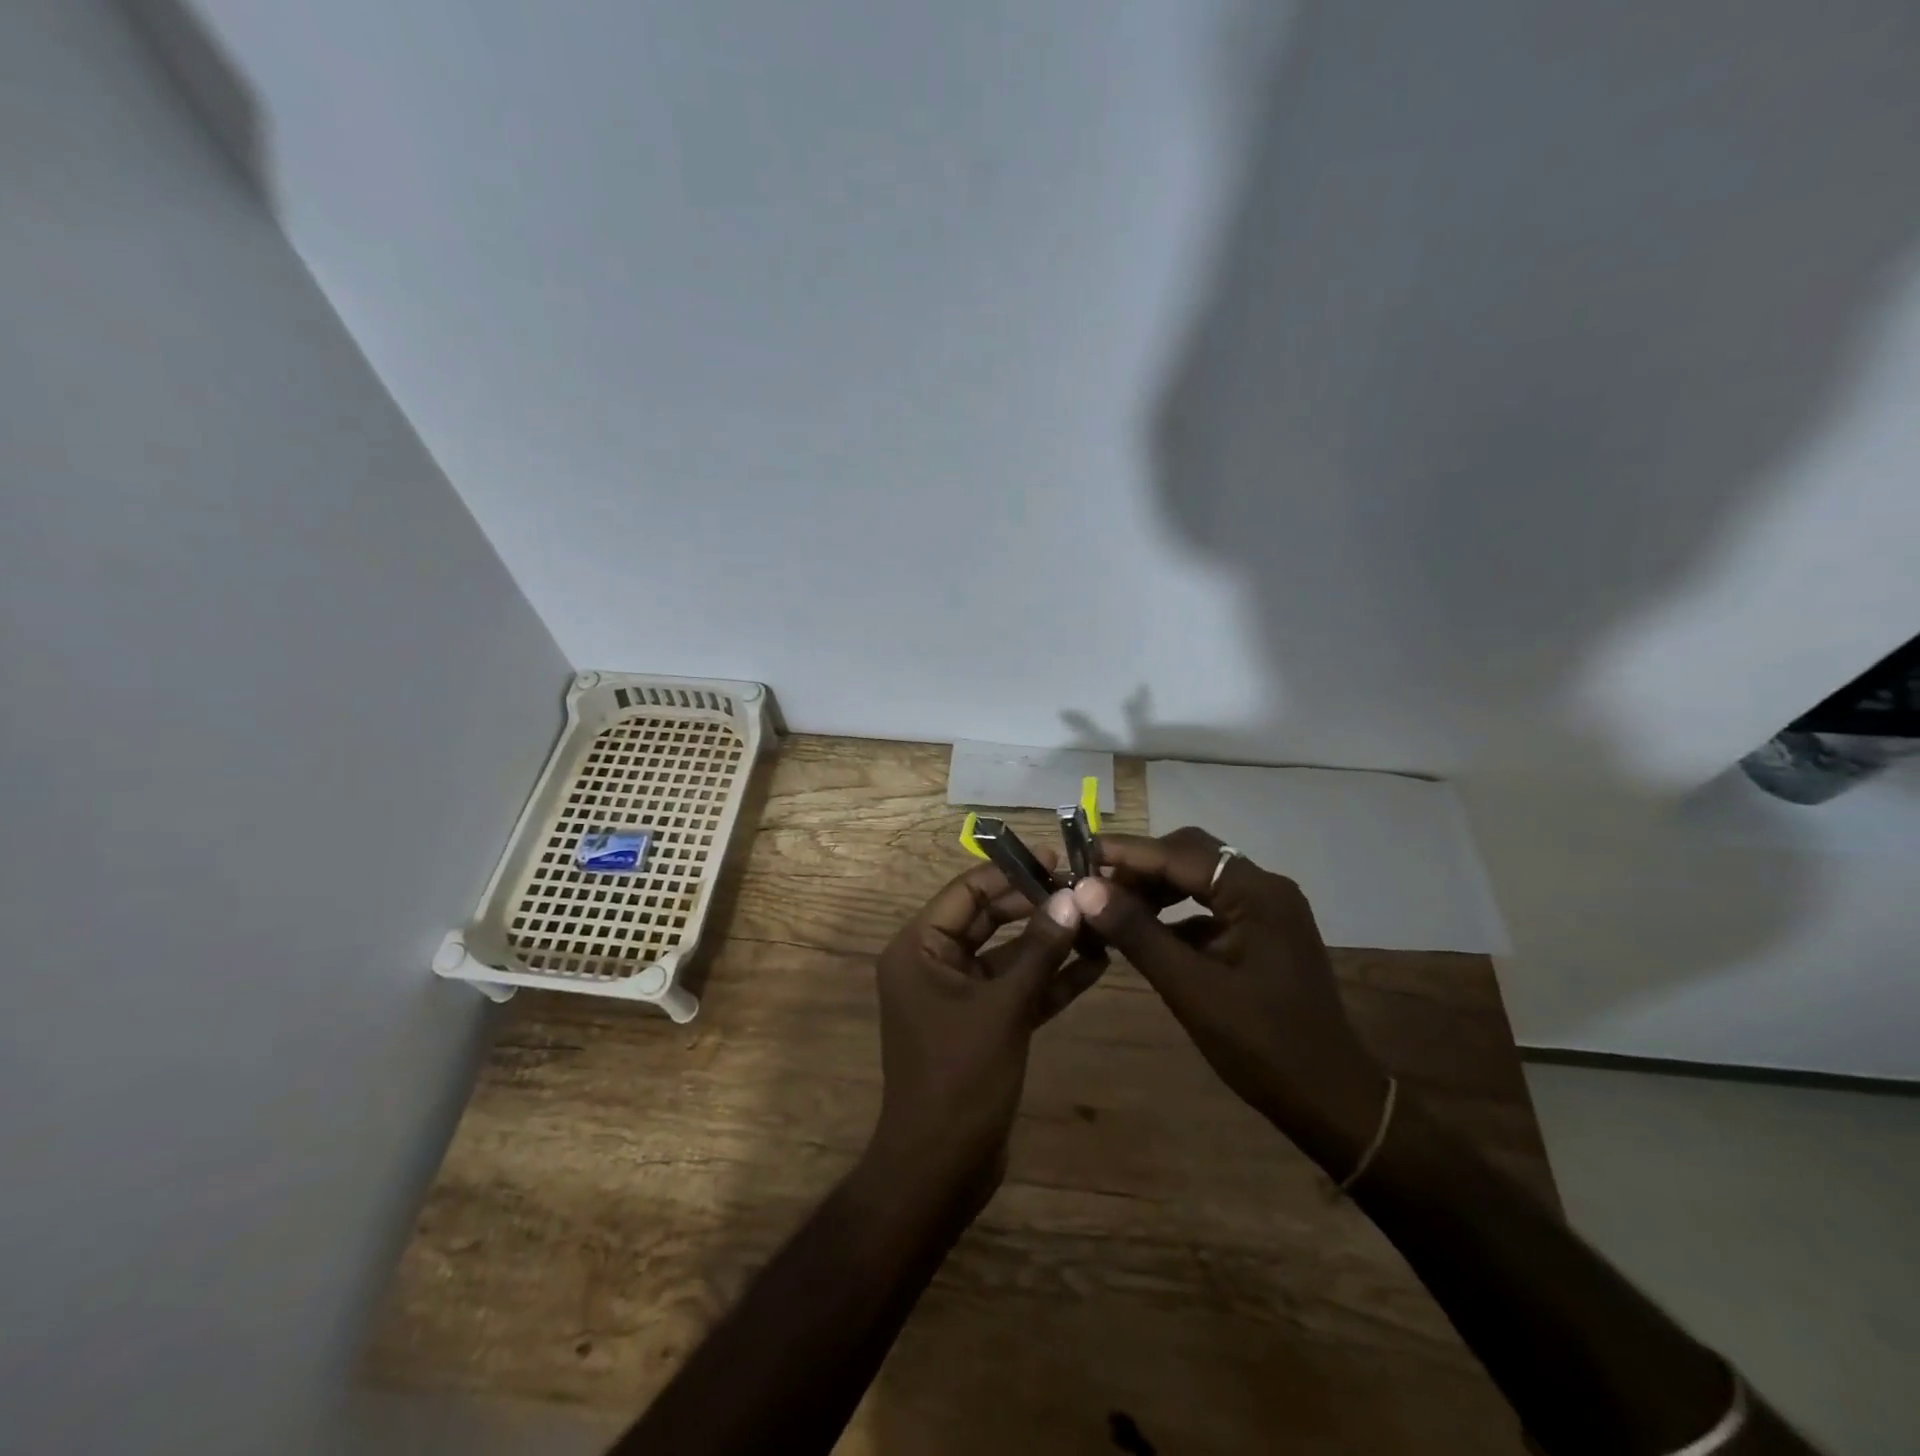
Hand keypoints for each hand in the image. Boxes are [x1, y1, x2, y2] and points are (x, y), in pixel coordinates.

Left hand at [864, 860, 1093, 1214]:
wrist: (941, 1168)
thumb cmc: (960, 1078)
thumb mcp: (1003, 1008)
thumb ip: (1039, 951)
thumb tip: (1071, 898)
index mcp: (920, 948)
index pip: (967, 891)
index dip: (1011, 873)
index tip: (1056, 859)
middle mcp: (935, 963)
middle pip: (989, 918)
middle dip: (1036, 906)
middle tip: (1085, 890)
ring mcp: (960, 994)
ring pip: (1009, 954)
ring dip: (1050, 943)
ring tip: (1099, 922)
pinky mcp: (983, 1023)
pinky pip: (1017, 988)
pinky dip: (1050, 979)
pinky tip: (1095, 965)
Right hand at [1071, 828, 1390, 1174]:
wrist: (1331, 1101)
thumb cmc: (1262, 1045)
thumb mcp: (1191, 989)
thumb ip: (1138, 933)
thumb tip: (1085, 889)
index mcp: (1256, 893)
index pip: (1179, 853)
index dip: (1127, 853)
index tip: (1080, 854)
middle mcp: (1265, 888)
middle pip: (1191, 855)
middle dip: (1141, 867)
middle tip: (1094, 886)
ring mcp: (1267, 911)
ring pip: (1199, 879)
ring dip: (1156, 889)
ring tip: (1113, 909)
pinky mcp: (1263, 934)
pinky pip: (1210, 907)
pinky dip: (1175, 914)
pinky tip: (1146, 935)